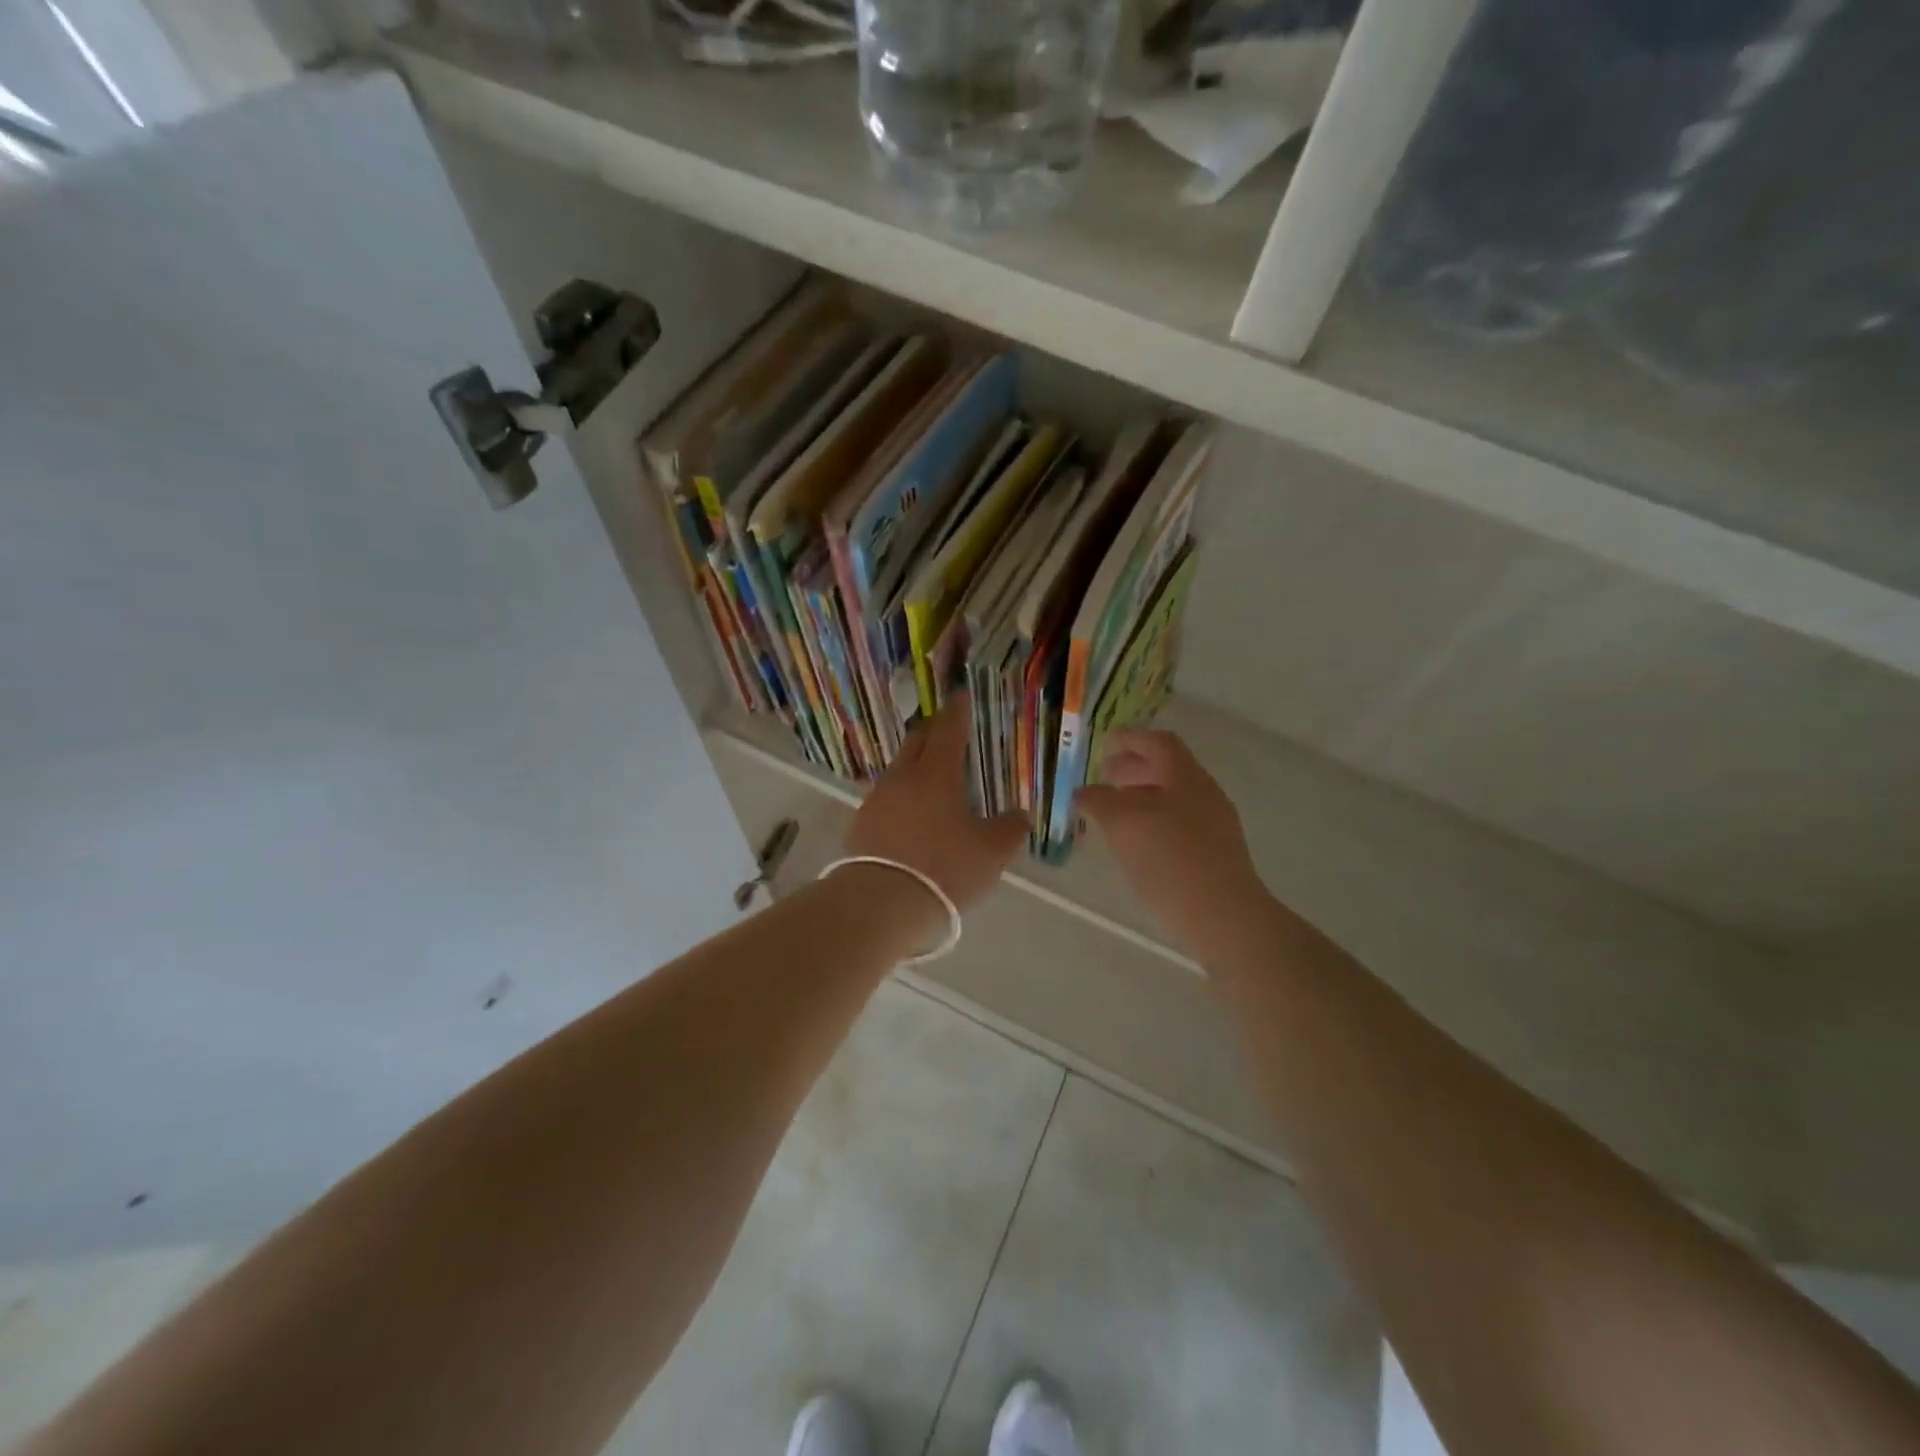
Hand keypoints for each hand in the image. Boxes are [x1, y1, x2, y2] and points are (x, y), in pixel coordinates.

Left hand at [843, 691, 1026, 923]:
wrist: (880, 904)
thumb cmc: (944, 869)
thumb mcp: (990, 853)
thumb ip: (1010, 829)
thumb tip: (1021, 815)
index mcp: (937, 773)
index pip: (949, 729)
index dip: (958, 711)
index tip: (962, 696)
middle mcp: (903, 777)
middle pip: (917, 741)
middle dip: (933, 731)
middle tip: (948, 731)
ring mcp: (878, 799)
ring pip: (899, 769)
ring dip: (916, 764)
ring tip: (932, 775)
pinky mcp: (862, 824)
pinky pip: (887, 797)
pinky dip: (903, 795)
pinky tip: (911, 812)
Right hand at [1076, 730, 1265, 947]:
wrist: (1223, 917)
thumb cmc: (1169, 859)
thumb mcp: (1122, 823)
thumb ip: (1099, 800)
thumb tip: (1085, 792)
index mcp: (1186, 777)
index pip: (1159, 743)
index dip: (1131, 739)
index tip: (1105, 744)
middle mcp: (1205, 794)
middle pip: (1168, 770)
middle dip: (1134, 770)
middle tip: (1105, 779)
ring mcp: (1215, 827)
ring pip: (1173, 800)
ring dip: (1142, 799)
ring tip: (1114, 815)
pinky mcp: (1216, 857)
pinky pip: (1180, 826)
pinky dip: (1154, 823)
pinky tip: (1137, 846)